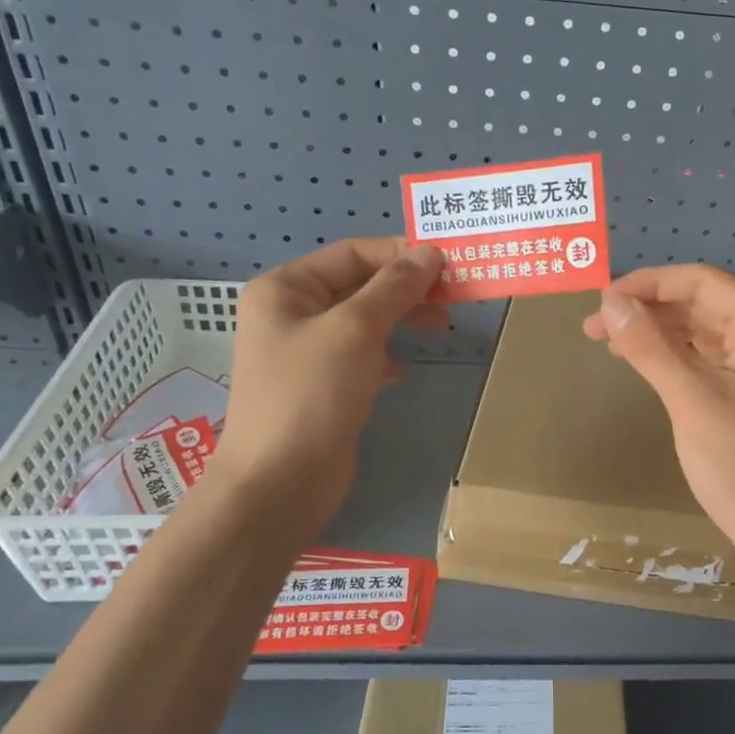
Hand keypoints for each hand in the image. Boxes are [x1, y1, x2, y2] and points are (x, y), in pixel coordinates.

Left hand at [212, 238, 444, 525]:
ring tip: (442, 328)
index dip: (401, 254)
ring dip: (402, 319)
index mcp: (286, 288)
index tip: (450, 263)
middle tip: (454, 297)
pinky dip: (387, 354)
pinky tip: (403, 370)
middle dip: (407, 288)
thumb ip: (394, 288)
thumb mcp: (355, 330)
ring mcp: (306, 351)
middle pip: (361, 285)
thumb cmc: (311, 394)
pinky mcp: (323, 385)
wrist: (280, 481)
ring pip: (365, 320)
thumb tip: (430, 252)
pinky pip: (362, 354)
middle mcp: (293, 312)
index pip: (353, 253)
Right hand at [583, 265, 734, 580]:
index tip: (599, 300)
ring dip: (659, 333)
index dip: (647, 284)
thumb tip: (610, 301)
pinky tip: (646, 364)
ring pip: (704, 332)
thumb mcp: (692, 401)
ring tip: (609, 343)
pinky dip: (677, 358)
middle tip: (594, 328)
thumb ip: (649, 346)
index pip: (701, 282)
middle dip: (648, 310)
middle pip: (702, 304)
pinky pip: (712, 360)